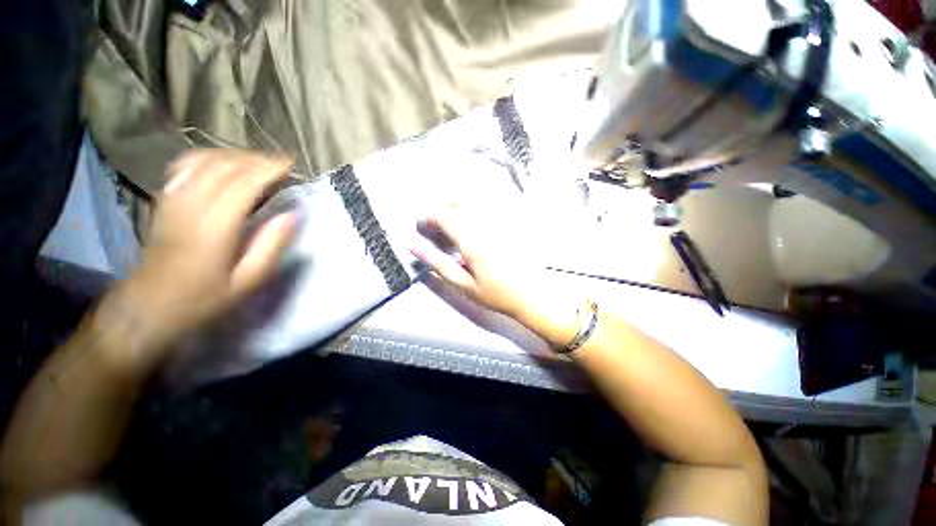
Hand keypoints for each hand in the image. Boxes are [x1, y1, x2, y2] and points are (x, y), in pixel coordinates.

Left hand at [98, 150, 296, 356]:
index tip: (291, 164)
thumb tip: (292, 214)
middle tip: (280, 163)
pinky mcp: (164, 201)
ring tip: (257, 161)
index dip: (269, 169)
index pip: (244, 183)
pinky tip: (221, 163)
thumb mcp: (247, 281)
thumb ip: (271, 245)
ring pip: (203, 161)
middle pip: (224, 166)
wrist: (148, 306)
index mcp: (214, 226)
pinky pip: (185, 166)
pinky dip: (208, 157)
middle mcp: (190, 205)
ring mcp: (172, 200)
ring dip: (234, 155)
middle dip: (256, 159)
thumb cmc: (203, 298)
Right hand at [411, 204, 543, 318]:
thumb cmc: (497, 294)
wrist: (534, 295)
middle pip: (457, 204)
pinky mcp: (512, 222)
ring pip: (472, 203)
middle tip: (437, 230)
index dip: (428, 217)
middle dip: (441, 213)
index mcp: (473, 241)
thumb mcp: (464, 285)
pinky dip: (474, 212)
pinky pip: (489, 207)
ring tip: (455, 230)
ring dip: (457, 212)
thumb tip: (414, 247)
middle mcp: (487, 225)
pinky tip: (475, 228)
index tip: (422, 226)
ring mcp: (502, 221)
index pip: (444, 215)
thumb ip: (438, 263)